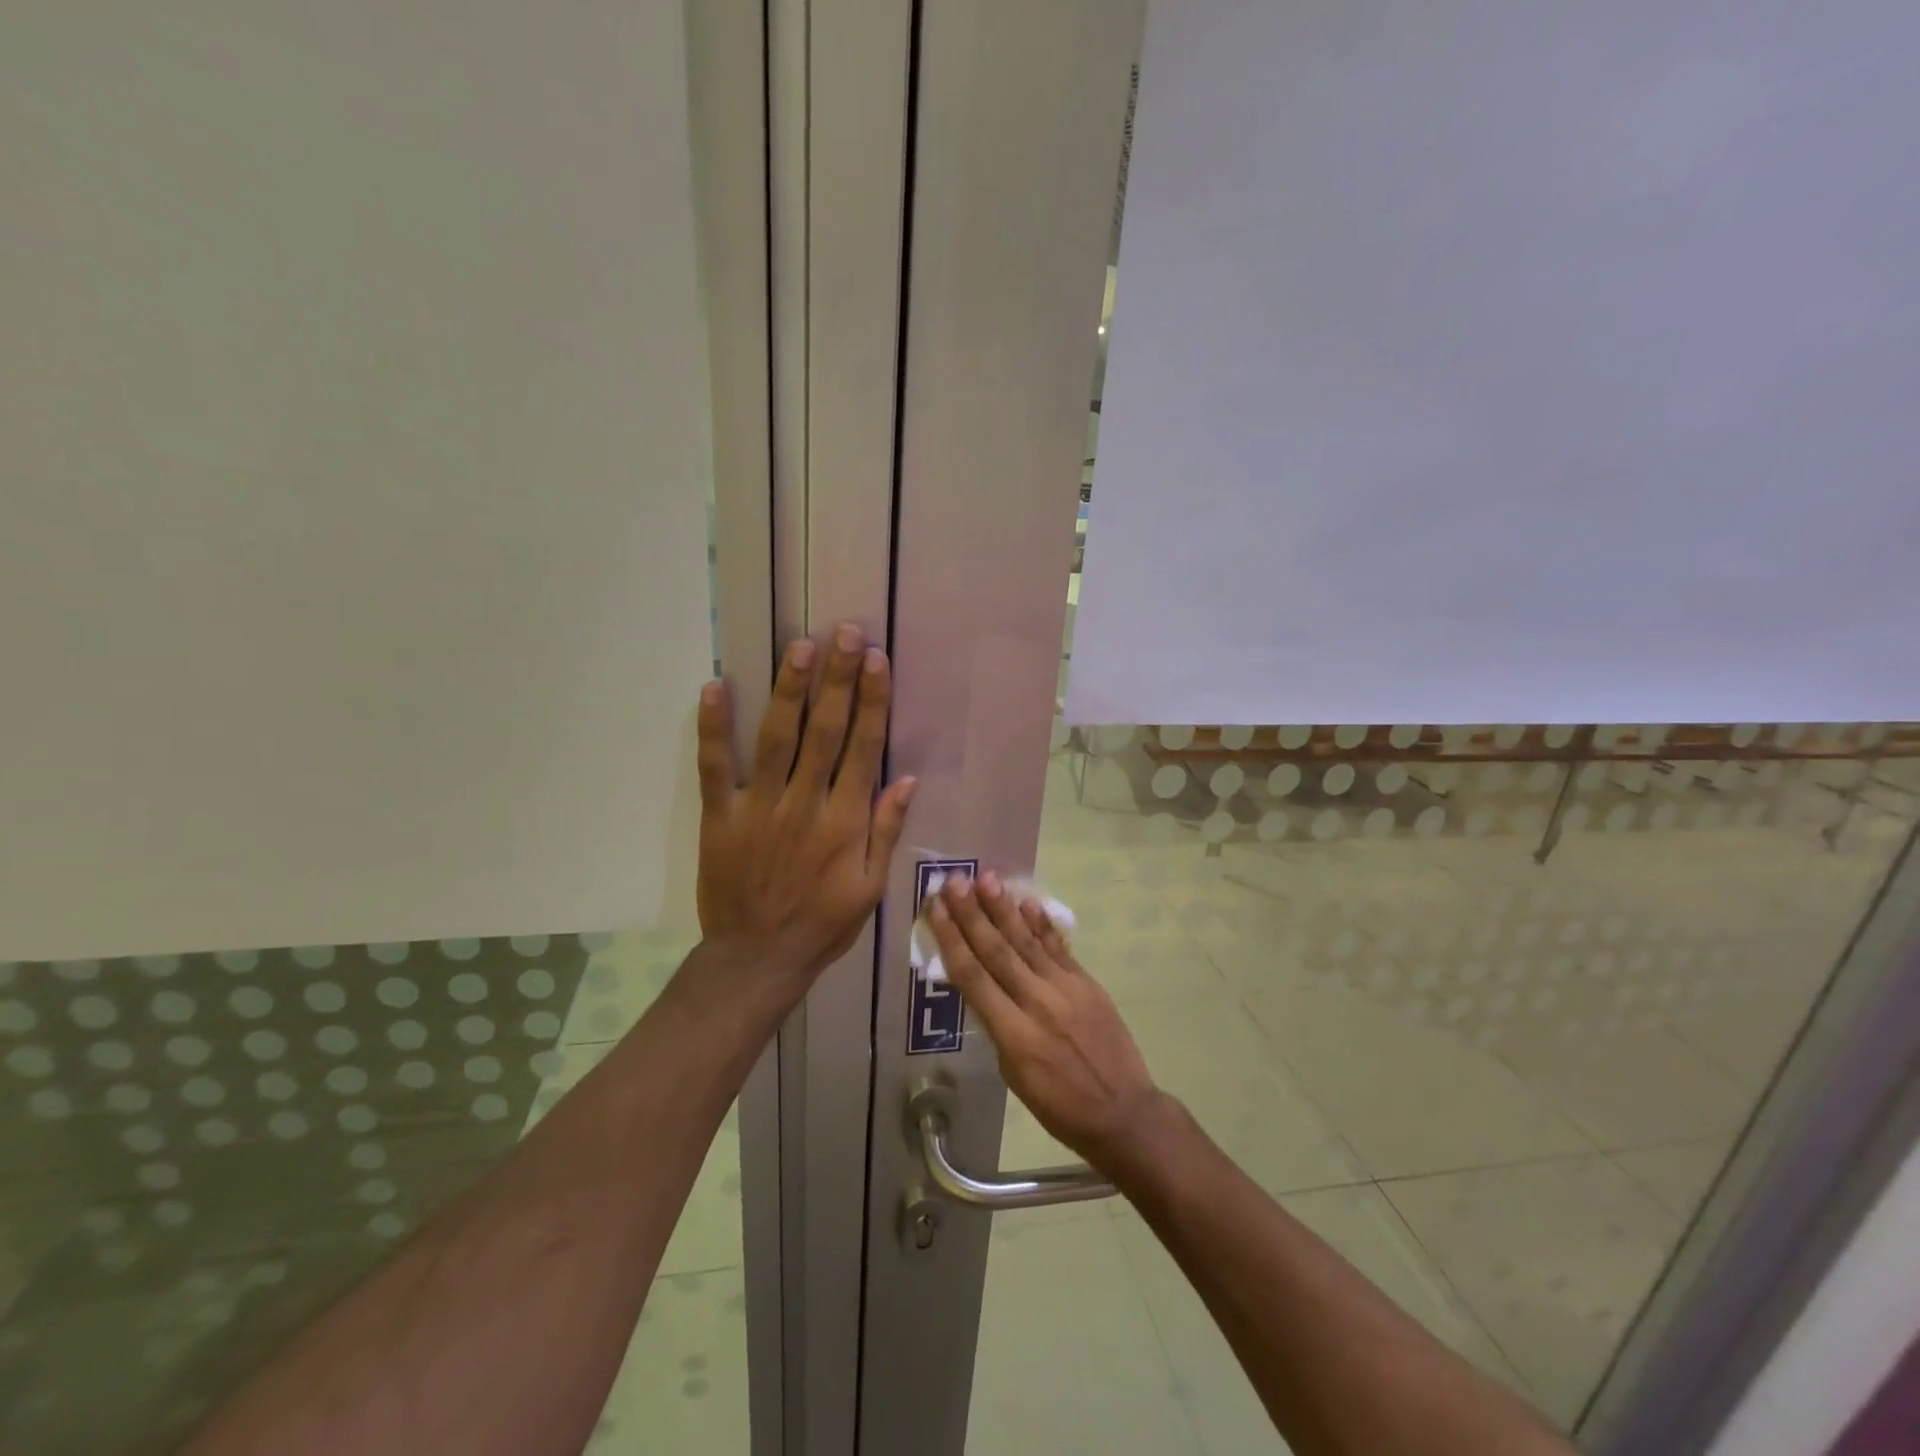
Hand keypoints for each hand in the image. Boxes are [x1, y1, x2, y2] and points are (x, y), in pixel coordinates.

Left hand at [696, 623, 915, 982]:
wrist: (756, 960)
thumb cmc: (822, 924)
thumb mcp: (870, 888)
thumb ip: (886, 831)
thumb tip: (907, 778)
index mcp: (845, 822)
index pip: (862, 748)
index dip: (871, 702)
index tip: (877, 662)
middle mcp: (804, 804)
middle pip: (824, 731)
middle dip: (837, 679)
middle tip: (846, 634)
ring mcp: (759, 807)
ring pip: (777, 738)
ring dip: (789, 690)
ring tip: (801, 647)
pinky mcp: (720, 816)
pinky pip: (715, 767)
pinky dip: (713, 728)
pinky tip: (715, 687)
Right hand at [929, 871, 1164, 1169]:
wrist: (1123, 1112)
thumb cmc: (1060, 1106)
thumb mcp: (1014, 1076)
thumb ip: (998, 1028)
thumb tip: (984, 990)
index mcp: (1014, 1035)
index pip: (973, 978)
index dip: (952, 940)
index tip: (936, 910)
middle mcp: (1037, 1003)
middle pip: (997, 951)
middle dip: (972, 915)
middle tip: (953, 882)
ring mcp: (1066, 989)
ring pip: (1027, 942)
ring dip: (1004, 909)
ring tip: (986, 879)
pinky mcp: (1087, 983)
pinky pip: (1058, 947)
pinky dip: (1041, 924)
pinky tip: (1027, 902)